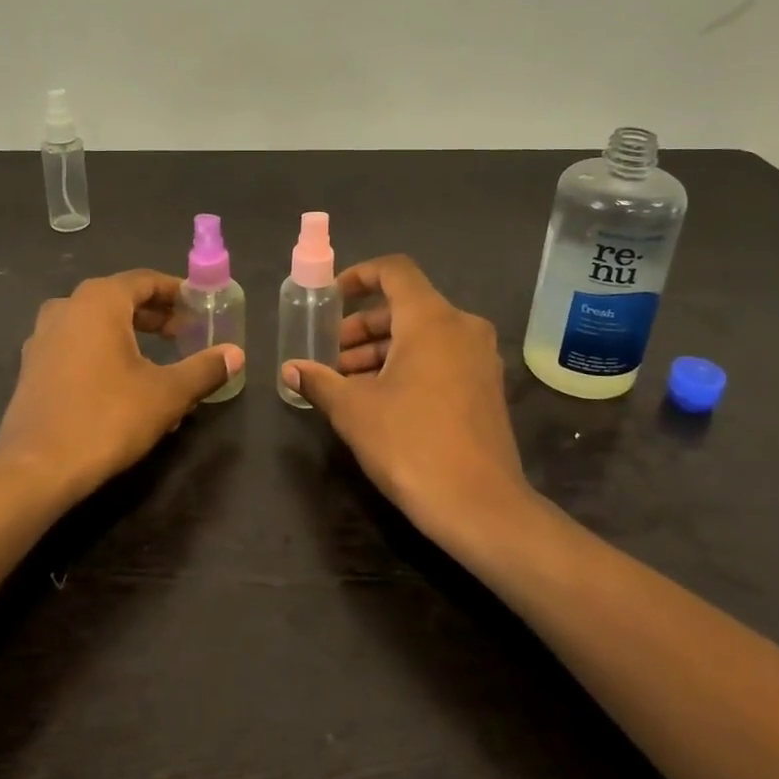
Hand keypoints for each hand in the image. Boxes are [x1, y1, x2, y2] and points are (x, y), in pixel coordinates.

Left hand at [0, 270, 242, 500]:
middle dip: (155, 315)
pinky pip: (77, 345)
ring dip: (130, 335)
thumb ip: (204, 369)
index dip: (176, 291)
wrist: (36, 468)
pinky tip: (123, 383)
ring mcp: (43, 336)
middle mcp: (66, 307)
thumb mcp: (167, 393)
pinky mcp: (32, 366)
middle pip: (119, 299)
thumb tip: (236, 354)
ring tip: (159, 359)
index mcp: (98, 301)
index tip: (200, 307)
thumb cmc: (107, 418)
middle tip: (185, 333)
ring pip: (97, 323)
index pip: (145, 280)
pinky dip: (104, 352)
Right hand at [283, 255, 531, 545]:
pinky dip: (409, 365)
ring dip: (382, 350)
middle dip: (363, 326)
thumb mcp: (354, 410)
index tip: (332, 299)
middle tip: (331, 355)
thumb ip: (320, 381)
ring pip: (423, 334)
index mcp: (431, 319)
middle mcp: (462, 327)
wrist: (481, 507)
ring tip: (347, 382)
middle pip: (406, 306)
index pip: (394, 271)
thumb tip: (291, 369)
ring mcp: (480, 358)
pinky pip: (441, 357)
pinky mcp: (487, 387)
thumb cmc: (411, 445)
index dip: (359, 276)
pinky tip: (380, 399)